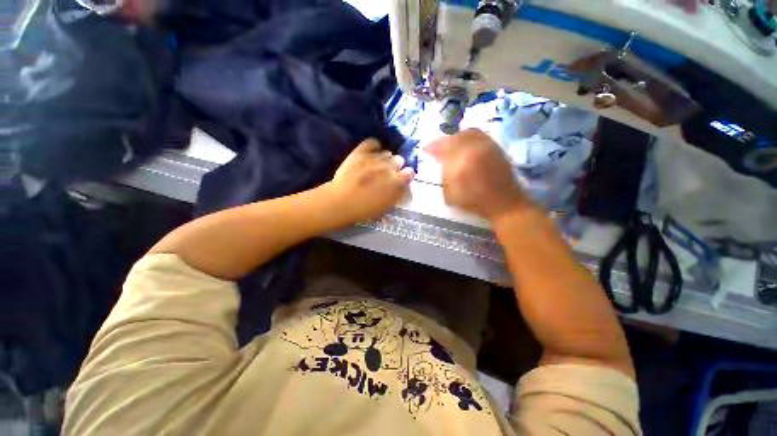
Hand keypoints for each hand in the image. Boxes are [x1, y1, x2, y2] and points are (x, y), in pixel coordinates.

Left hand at [326, 139, 414, 223]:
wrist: (342, 202)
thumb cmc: (365, 210)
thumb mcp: (387, 206)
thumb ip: (398, 193)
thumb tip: (403, 184)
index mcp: (397, 182)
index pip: (410, 172)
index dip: (406, 175)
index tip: (401, 178)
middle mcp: (389, 167)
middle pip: (399, 160)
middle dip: (395, 166)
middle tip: (387, 174)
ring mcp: (375, 158)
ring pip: (387, 152)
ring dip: (385, 159)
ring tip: (378, 165)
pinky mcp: (361, 152)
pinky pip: (373, 142)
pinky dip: (374, 146)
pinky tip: (372, 152)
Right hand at [426, 129, 531, 220]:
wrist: (504, 203)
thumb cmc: (475, 202)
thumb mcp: (451, 194)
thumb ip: (444, 176)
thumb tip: (440, 162)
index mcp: (462, 161)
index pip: (443, 148)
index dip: (432, 147)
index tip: (425, 149)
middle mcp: (475, 148)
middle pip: (455, 138)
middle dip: (443, 141)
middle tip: (437, 147)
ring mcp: (488, 145)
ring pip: (468, 133)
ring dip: (456, 137)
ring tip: (450, 144)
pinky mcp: (496, 147)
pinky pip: (480, 135)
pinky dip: (469, 137)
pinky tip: (465, 145)